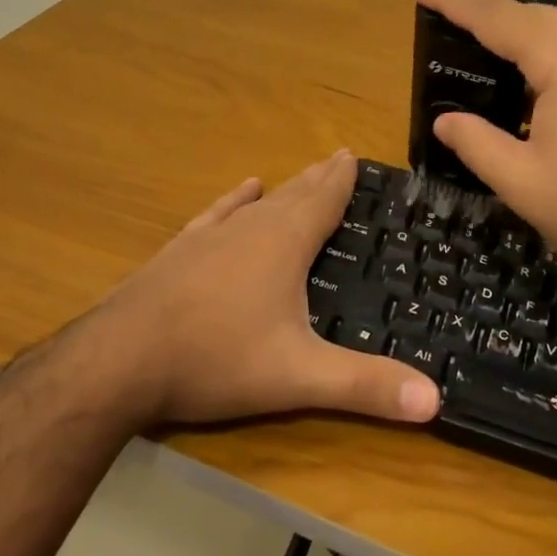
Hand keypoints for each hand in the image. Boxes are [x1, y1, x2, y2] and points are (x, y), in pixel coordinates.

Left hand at [87, 151, 441, 428]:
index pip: (323, 201)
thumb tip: (436, 400)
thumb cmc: (217, 359)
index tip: (353, 155)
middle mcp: (250, 228)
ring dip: (283, 189)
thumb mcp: (299, 377)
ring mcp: (210, 237)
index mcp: (284, 245)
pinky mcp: (180, 252)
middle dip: (318, 179)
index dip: (341, 180)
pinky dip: (234, 201)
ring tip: (298, 175)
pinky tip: (242, 191)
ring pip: (257, 203)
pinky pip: (217, 215)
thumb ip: (365, 387)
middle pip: (293, 195)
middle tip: (337, 158)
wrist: (121, 359)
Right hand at [410, 0, 556, 297]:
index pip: (496, 16)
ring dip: (518, 31)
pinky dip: (548, 50)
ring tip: (481, 47)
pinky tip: (533, 80)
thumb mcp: (522, 183)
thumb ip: (475, 143)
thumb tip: (444, 121)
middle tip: (442, 18)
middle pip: (531, 14)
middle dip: (484, 12)